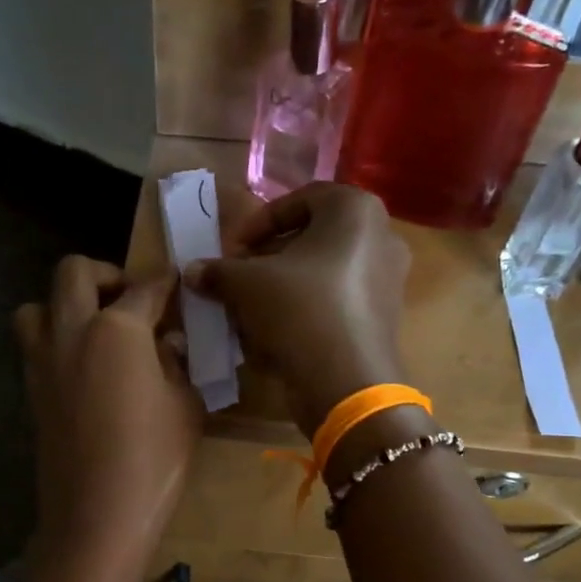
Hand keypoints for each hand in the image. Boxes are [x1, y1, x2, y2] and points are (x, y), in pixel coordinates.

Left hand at [13, 257, 202, 571]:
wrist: (97, 515)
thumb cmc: (154, 460)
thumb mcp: (184, 406)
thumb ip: (175, 364)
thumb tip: (165, 345)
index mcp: (117, 329)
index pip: (144, 289)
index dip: (163, 282)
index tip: (173, 281)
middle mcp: (72, 331)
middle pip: (74, 273)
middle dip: (105, 275)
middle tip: (128, 299)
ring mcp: (43, 361)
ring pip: (36, 306)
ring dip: (63, 305)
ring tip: (93, 330)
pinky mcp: (31, 391)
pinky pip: (33, 346)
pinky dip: (54, 341)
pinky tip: (83, 368)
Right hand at [183, 184, 410, 437]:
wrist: (346, 380)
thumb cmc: (298, 310)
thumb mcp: (246, 284)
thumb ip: (218, 271)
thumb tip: (192, 271)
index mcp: (355, 209)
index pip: (298, 201)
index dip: (256, 225)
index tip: (232, 251)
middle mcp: (381, 236)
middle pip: (313, 237)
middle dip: (271, 257)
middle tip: (241, 277)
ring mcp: (388, 279)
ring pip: (324, 272)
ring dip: (286, 286)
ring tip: (254, 308)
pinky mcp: (384, 317)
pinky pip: (338, 301)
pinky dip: (308, 309)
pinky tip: (279, 333)